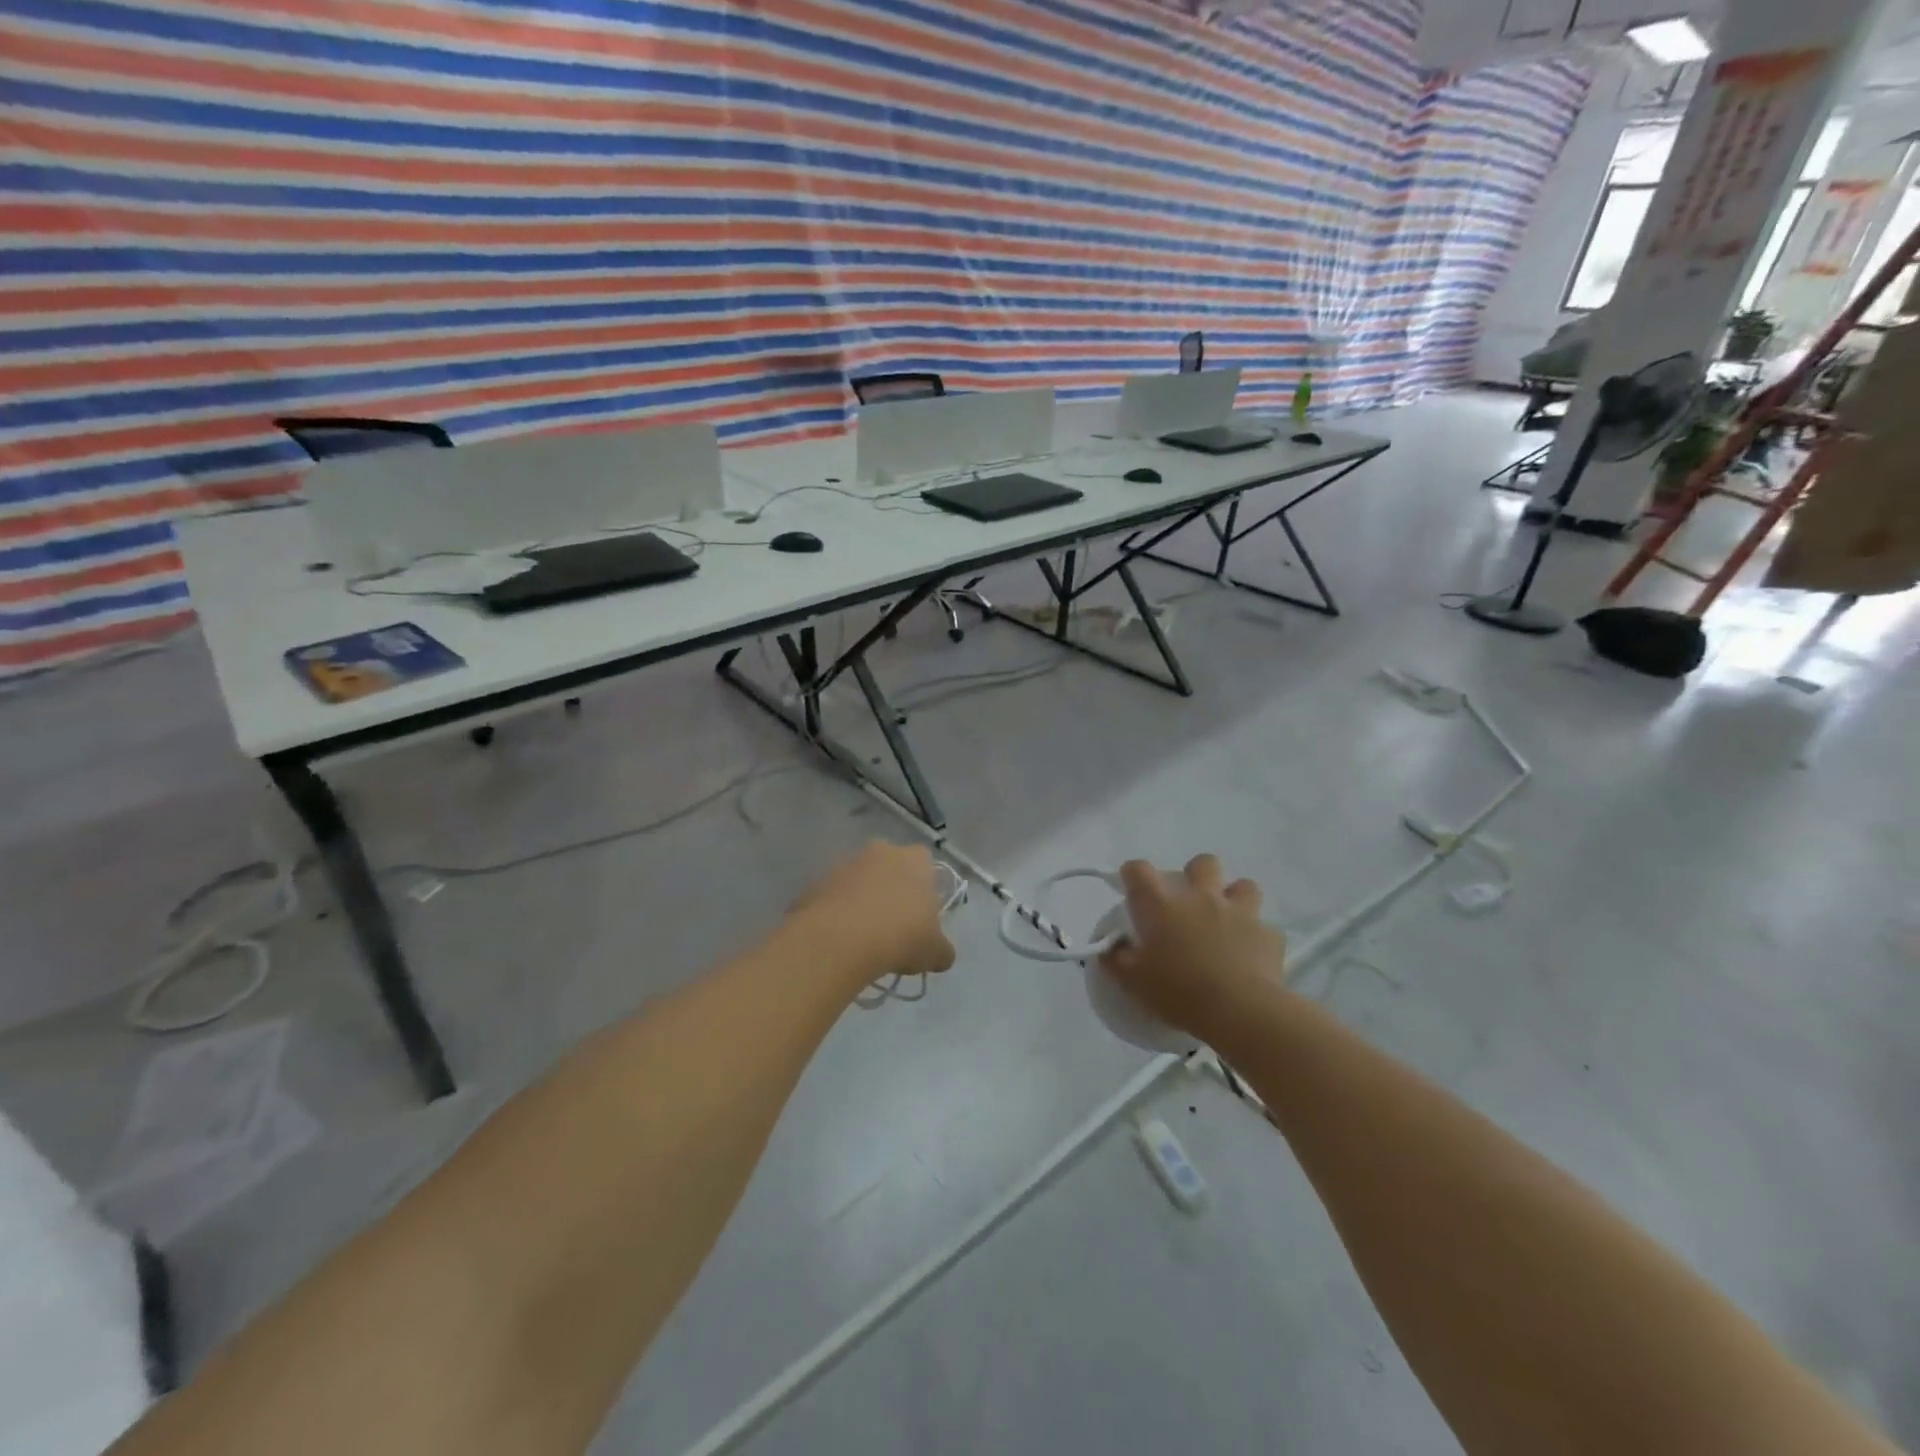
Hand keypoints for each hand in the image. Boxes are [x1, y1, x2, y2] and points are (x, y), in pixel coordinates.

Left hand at [788, 841, 956, 992]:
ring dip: (861, 901)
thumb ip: (942, 950)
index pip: (925, 864)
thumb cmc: (900, 937)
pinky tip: (838, 940)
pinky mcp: (816, 881)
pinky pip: (832, 897)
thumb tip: (941, 955)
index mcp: (914, 860)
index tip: (921, 917)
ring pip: (858, 880)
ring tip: (861, 937)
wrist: (840, 940)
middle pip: (890, 867)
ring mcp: (845, 864)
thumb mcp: (934, 952)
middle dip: (890, 890)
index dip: (924, 890)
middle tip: (892, 925)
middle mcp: (880, 852)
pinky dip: (835, 913)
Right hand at [1101, 854, 1285, 1043]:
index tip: (1132, 891)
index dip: (1133, 875)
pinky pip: (1265, 928)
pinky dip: (1257, 938)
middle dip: (1196, 875)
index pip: (1139, 870)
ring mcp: (1239, 912)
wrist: (1240, 1011)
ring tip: (1228, 922)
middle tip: (1190, 904)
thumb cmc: (1178, 992)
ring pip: (1243, 885)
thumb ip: (1115, 959)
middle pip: (1202, 863)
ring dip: (1234, 898)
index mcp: (1162, 905)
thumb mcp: (1132, 982)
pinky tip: (1251, 956)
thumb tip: (1109, 947)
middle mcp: (1201, 897)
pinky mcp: (1269, 935)